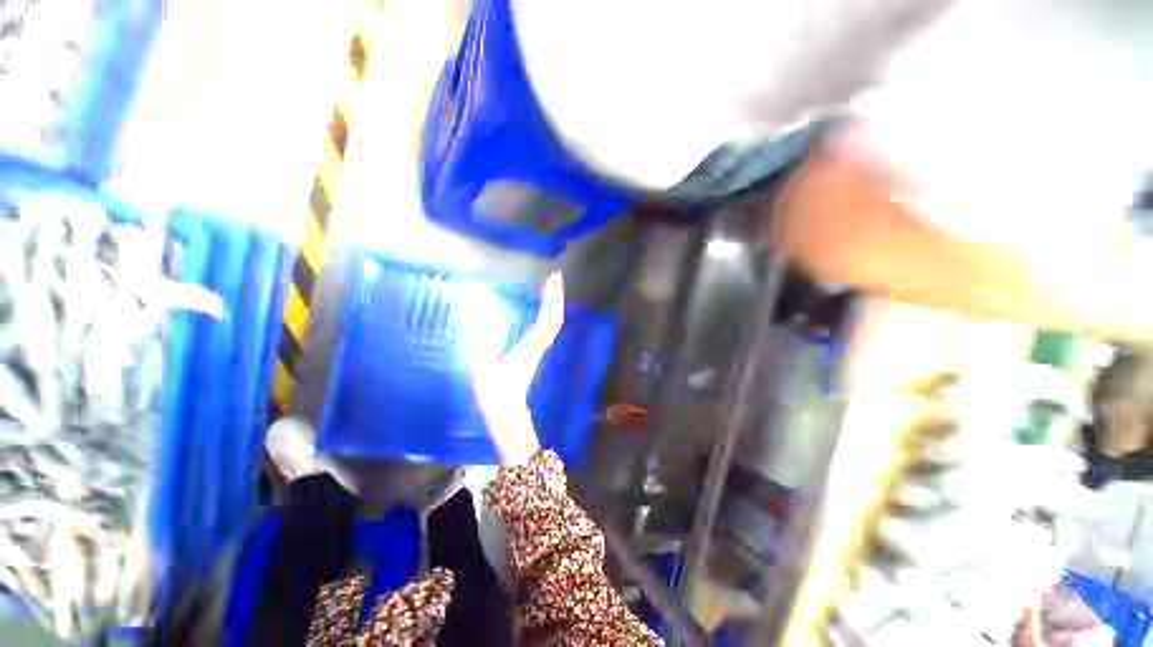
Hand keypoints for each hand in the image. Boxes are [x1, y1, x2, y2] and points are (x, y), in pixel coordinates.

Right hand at [471, 272, 564, 466]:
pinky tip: (540, 310)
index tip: (554, 279)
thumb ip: (478, 345)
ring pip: (551, 324)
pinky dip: (546, 315)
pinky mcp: (533, 353)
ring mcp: (537, 350)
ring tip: (549, 289)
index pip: (548, 319)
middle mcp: (539, 345)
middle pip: (554, 318)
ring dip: (552, 305)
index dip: (553, 298)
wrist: (507, 416)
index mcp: (530, 347)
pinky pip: (545, 329)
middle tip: (554, 278)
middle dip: (555, 297)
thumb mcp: (484, 369)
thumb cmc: (496, 396)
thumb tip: (474, 317)